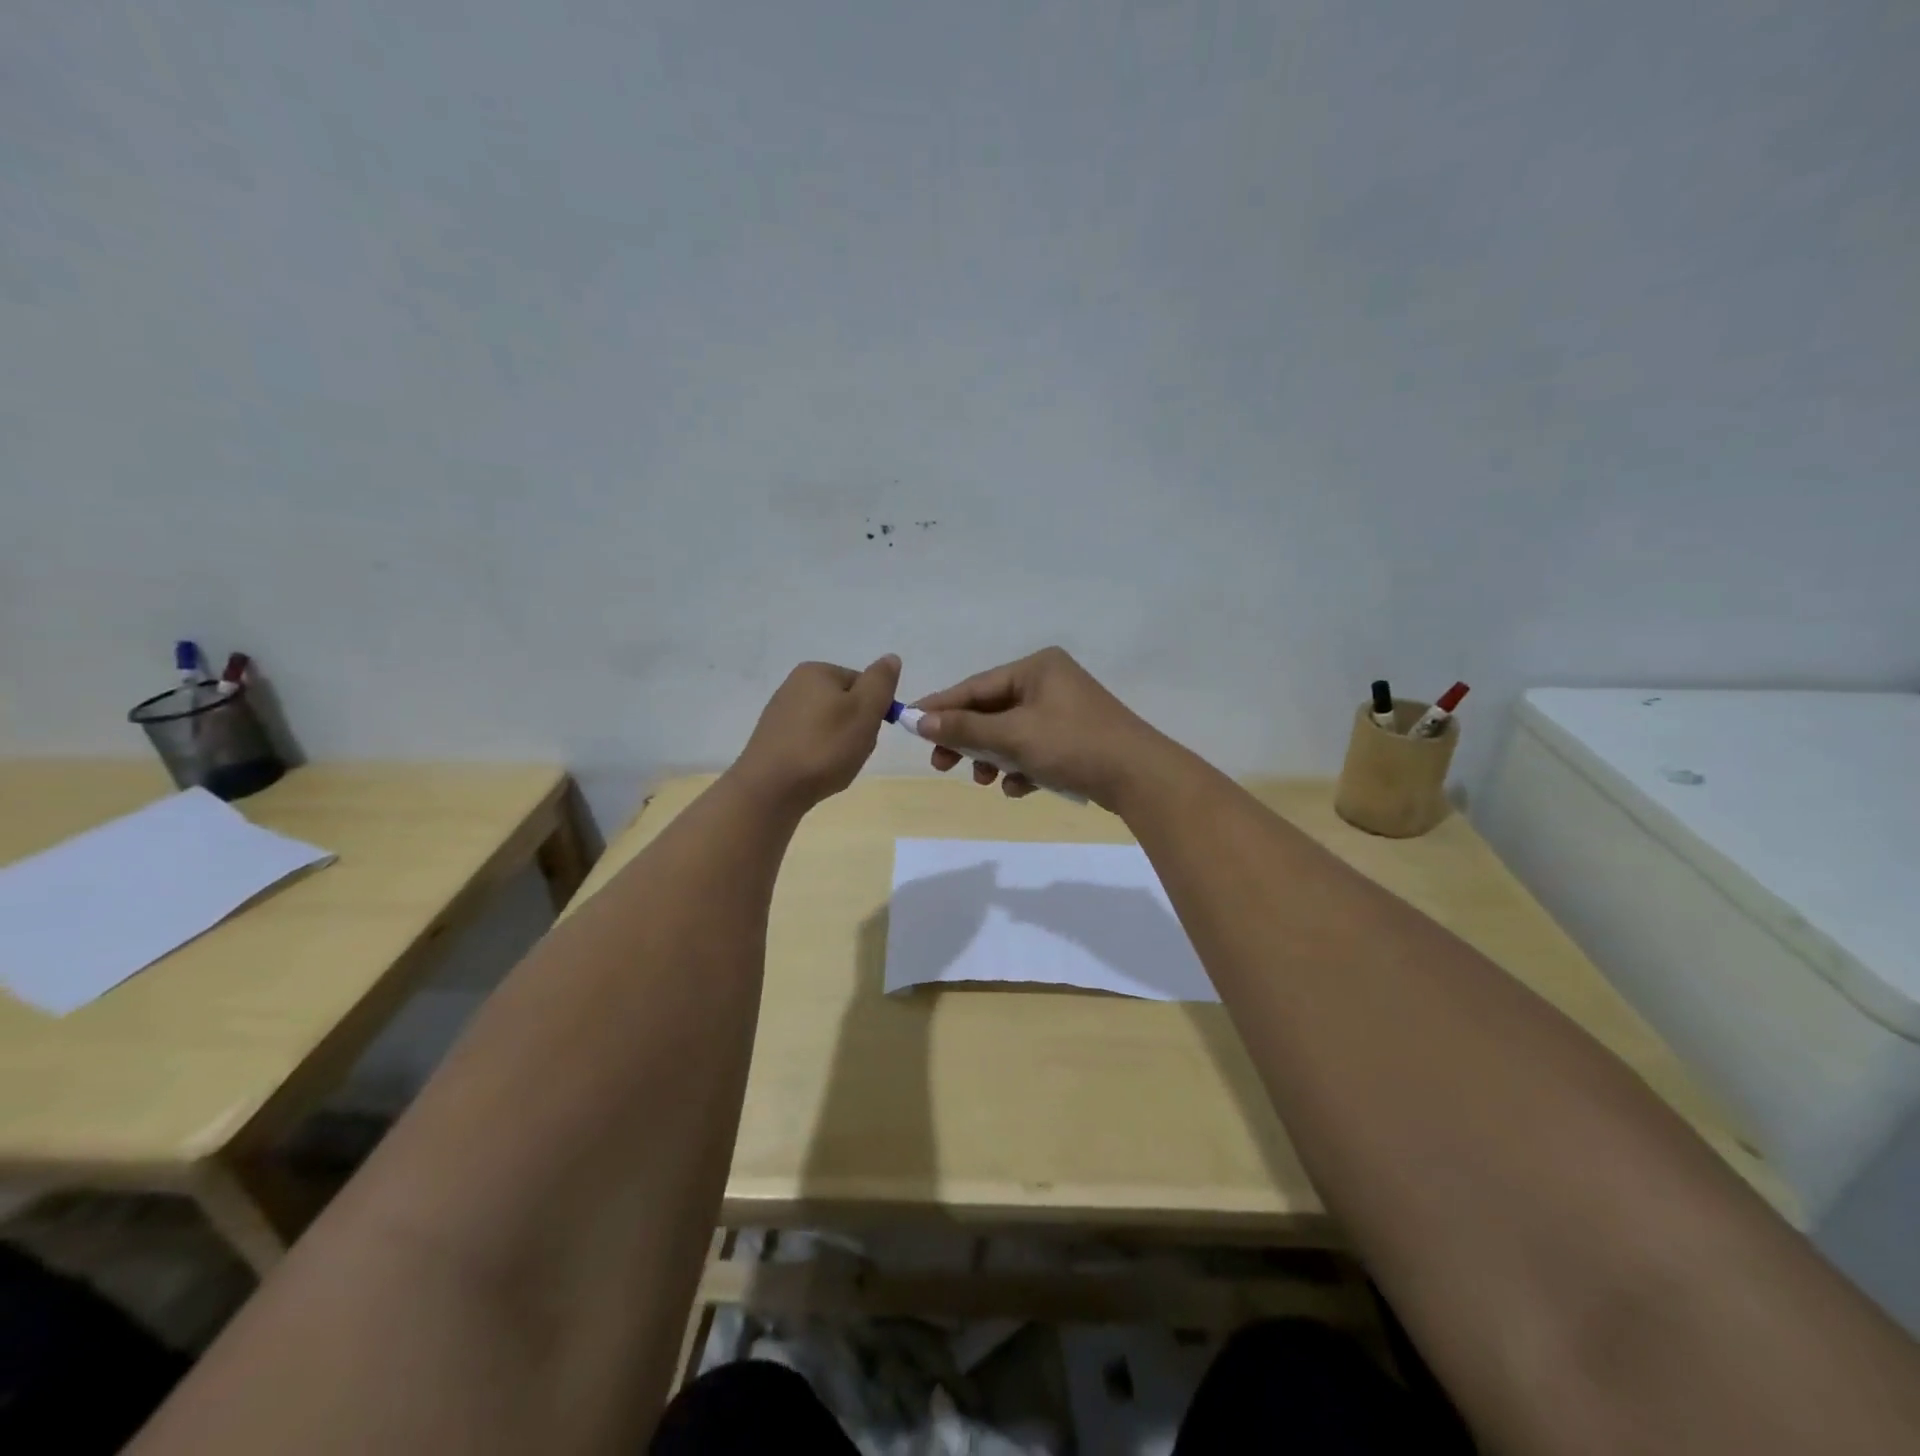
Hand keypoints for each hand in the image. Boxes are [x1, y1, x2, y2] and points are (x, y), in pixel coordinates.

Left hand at [730, 655, 901, 813]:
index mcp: (817, 671)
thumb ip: (881, 682)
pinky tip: (816, 772)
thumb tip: (891, 659)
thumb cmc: (824, 747)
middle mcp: (795, 685)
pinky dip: (820, 756)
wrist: (770, 790)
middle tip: (852, 752)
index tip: (868, 733)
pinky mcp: (774, 739)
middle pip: (846, 705)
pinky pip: (810, 742)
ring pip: (829, 726)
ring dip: (840, 745)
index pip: (863, 684)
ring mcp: (781, 712)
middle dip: (856, 729)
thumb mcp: (864, 711)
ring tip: (834, 766)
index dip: (874, 710)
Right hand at [911, 647, 1168, 809]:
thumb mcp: (1013, 736)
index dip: (941, 707)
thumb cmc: (1072, 745)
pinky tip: (1020, 788)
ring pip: (1012, 733)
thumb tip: (918, 719)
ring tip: (985, 781)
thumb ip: (964, 727)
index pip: (976, 686)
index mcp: (1037, 667)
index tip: (910, 724)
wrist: (1140, 777)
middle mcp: (1050, 681)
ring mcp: (1065, 710)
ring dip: (993, 758)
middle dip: (969, 740)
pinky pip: (1034, 748)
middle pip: (992, 710)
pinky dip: (1022, 767)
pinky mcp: (1075, 737)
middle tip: (942, 765)